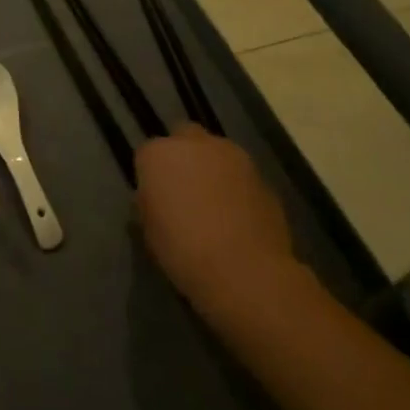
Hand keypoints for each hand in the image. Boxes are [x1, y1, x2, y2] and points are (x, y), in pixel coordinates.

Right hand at [136, 124, 295, 318]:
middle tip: (185, 190)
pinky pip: (241, 175)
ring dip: (213, 168)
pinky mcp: (262, 175)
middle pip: (184, 137)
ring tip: (215, 203)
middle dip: (183, 156)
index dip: (152, 176)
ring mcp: (232, 156)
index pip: (147, 155)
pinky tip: (239, 216)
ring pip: (216, 152)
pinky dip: (237, 187)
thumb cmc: (185, 252)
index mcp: (158, 154)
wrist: (246, 272)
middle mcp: (194, 143)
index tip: (156, 199)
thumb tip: (157, 199)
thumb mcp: (150, 231)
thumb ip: (150, 204)